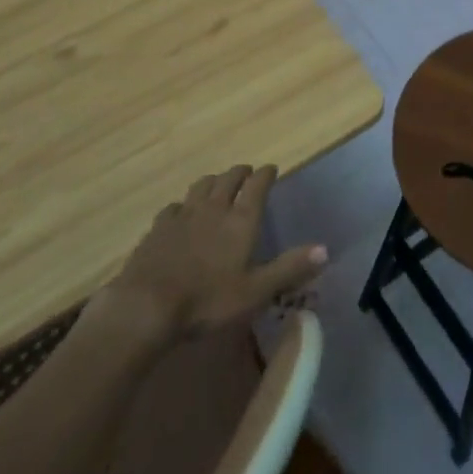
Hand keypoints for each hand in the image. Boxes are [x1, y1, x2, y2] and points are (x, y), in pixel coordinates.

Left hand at [102, 165, 326, 340]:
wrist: (147, 305)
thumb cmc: (207, 300)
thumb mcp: (255, 291)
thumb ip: (289, 269)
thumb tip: (325, 249)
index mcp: (240, 220)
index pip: (257, 186)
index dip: (266, 174)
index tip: (271, 168)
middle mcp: (214, 208)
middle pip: (229, 179)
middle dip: (240, 172)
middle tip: (247, 172)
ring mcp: (183, 215)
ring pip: (201, 186)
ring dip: (213, 181)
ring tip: (217, 184)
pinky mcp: (158, 228)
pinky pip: (175, 206)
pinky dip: (184, 204)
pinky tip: (182, 212)